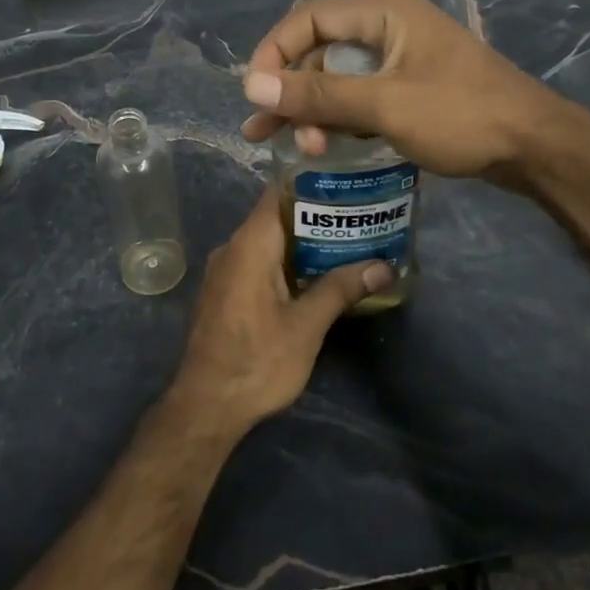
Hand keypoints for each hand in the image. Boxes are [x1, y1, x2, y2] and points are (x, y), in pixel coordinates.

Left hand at [169, 193, 389, 435]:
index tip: (344, 181)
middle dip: (316, 216)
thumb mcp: (306, 326)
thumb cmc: (256, 361)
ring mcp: (225, 272)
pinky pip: (258, 263)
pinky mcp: (225, 293)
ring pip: (268, 243)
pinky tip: (316, 276)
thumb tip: (383, 266)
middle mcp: (232, 249)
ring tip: (347, 243)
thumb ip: (341, 290)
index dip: (310, 183)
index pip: (278, 194)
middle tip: (358, 215)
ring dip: (303, 243)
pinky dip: (286, 263)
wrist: (205, 407)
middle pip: (276, 217)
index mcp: (249, 246)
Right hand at [238, 0, 568, 185]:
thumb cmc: (460, 116)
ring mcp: (401, 58)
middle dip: (293, 92)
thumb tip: (251, 85)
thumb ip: (318, 95)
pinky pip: (362, 97)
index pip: (309, 19)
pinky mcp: (411, 87)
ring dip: (315, 111)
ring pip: (340, 79)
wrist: (535, 147)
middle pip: (321, 51)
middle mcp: (388, 26)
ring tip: (300, 149)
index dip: (274, 53)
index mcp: (384, 12)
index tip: (255, 94)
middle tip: (265, 132)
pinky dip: (341, 120)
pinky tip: (326, 147)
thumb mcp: (384, 105)